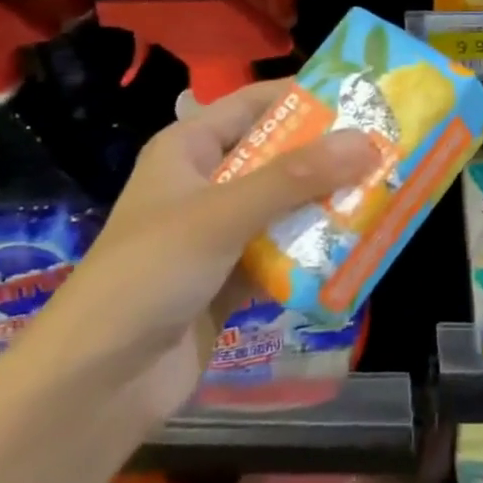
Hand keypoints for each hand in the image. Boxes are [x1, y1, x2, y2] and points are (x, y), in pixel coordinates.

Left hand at [23, 79, 380, 420]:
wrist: (94, 387)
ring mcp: (221, 232)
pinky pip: (285, 251)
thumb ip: (296, 178)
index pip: (256, 104)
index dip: (306, 97)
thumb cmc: (149, 273)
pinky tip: (360, 245)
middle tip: (388, 146)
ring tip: (387, 191)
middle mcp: (208, 182)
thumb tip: (367, 141)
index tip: (362, 95)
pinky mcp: (234, 277)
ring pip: (287, 205)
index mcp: (191, 147)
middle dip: (329, 154)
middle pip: (279, 155)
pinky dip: (316, 249)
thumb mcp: (222, 213)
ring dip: (328, 203)